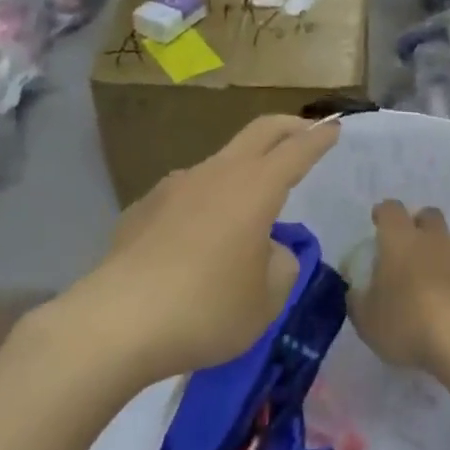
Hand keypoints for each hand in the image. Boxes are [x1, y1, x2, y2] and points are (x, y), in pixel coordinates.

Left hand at [79, 116, 340, 380]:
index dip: (319, 139)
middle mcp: (217, 174)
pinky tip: (196, 239)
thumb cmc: (205, 310)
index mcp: (255, 189)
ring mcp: (175, 186)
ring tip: (248, 207)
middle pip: (259, 132)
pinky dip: (204, 202)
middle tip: (305, 130)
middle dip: (287, 126)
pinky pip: (186, 194)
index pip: (296, 151)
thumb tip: (267, 249)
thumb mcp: (266, 301)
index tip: (334, 126)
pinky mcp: (144, 207)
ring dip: (243, 169)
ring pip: (220, 162)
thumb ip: (280, 265)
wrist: (115, 323)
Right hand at [349, 201, 449, 374]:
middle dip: (417, 223)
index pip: (391, 210)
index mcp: (400, 238)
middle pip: (427, 215)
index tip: (377, 222)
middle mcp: (431, 238)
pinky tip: (446, 299)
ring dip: (437, 251)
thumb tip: (355, 292)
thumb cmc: (407, 321)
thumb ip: (357, 302)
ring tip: (426, 279)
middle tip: (406, 245)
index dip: (383, 213)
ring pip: (447, 241)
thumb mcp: (367, 320)